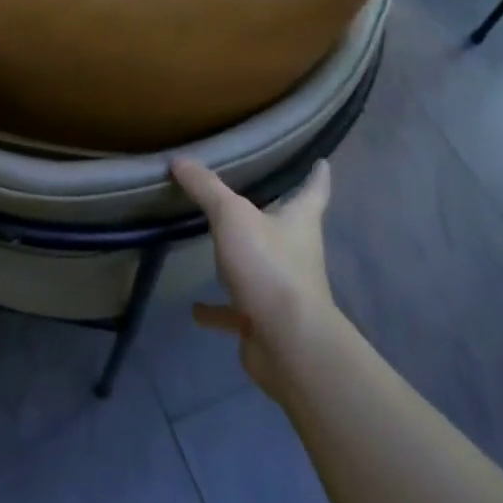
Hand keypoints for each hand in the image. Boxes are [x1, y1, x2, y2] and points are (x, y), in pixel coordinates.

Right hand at [170, 157, 339, 401]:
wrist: (288, 342)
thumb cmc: (269, 267)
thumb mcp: (233, 217)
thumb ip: (206, 188)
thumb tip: (180, 160)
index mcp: (300, 222)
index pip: (314, 191)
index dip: (317, 175)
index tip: (322, 163)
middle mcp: (297, 253)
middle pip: (288, 228)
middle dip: (274, 214)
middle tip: (253, 197)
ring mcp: (282, 290)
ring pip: (262, 268)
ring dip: (242, 261)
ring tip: (215, 249)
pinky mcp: (265, 321)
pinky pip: (237, 311)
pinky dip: (218, 310)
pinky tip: (196, 309)